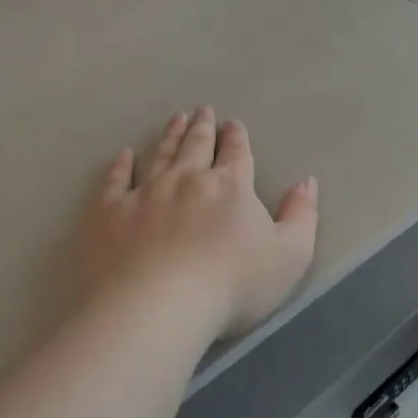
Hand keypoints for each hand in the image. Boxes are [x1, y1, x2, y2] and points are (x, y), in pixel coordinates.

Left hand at [78, 108, 318, 339]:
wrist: (159, 306)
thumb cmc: (233, 285)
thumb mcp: (290, 255)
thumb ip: (301, 215)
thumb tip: (306, 181)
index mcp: (230, 187)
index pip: (236, 153)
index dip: (237, 137)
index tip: (234, 124)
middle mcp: (186, 180)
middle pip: (196, 146)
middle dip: (202, 127)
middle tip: (201, 111)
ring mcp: (145, 194)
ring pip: (159, 155)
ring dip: (169, 136)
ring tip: (175, 120)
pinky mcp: (110, 214)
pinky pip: (116, 181)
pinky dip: (121, 165)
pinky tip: (124, 155)